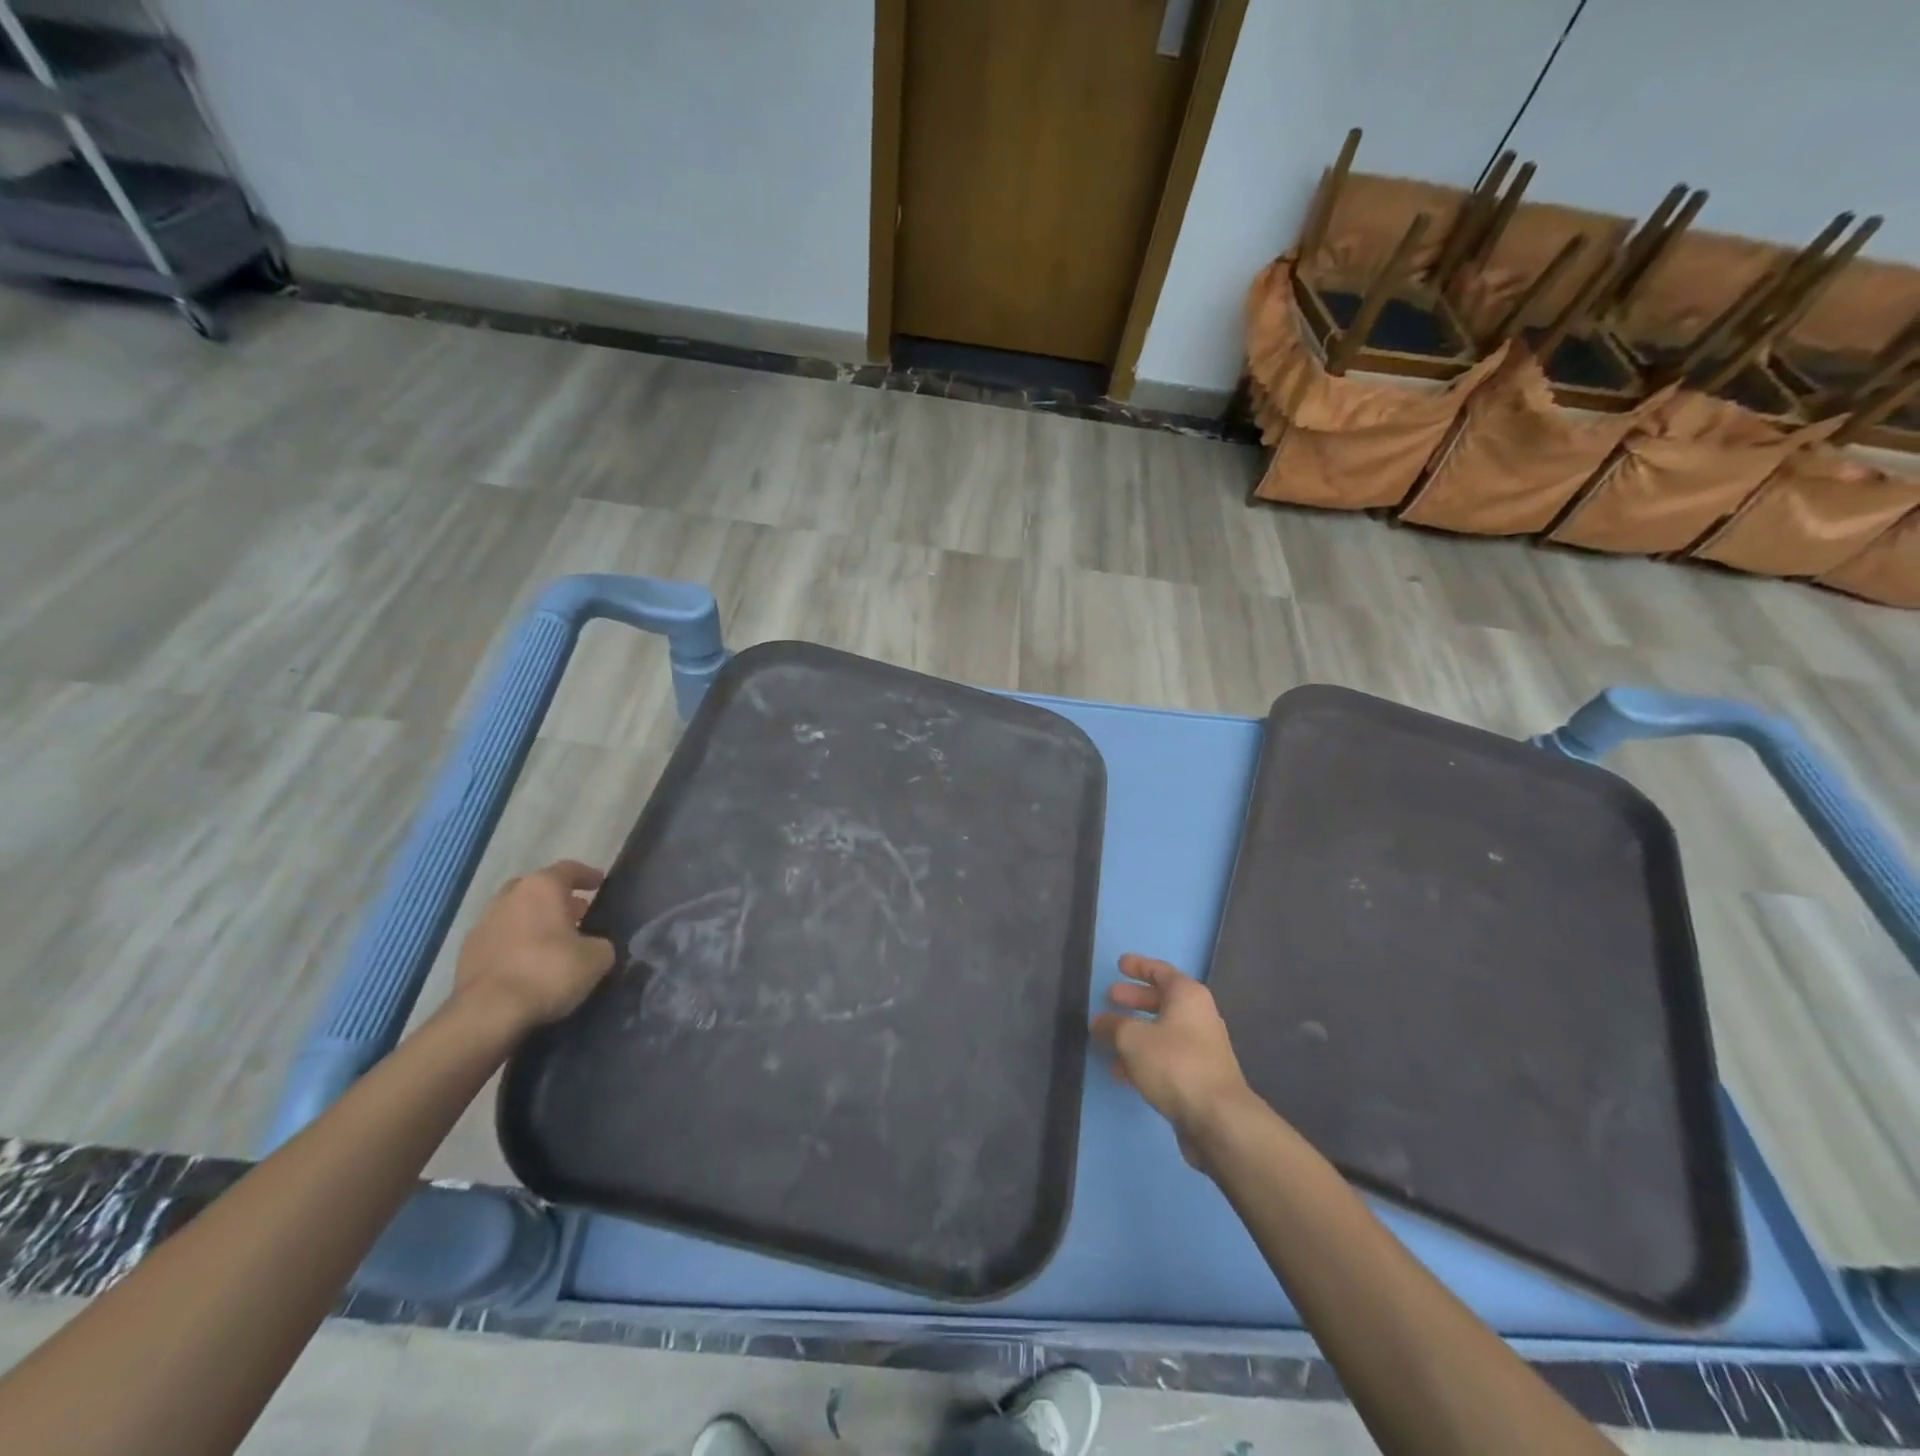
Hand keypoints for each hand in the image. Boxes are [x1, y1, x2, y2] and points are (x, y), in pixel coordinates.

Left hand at [452, 860, 616, 1033]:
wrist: (488, 1013)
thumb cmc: (549, 972)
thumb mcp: (597, 958)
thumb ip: (600, 943)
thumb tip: (594, 945)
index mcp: (541, 888)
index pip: (568, 869)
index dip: (587, 875)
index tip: (599, 882)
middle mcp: (508, 897)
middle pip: (535, 888)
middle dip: (556, 898)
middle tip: (576, 912)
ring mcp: (483, 924)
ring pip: (514, 912)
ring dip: (533, 920)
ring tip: (553, 939)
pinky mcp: (466, 953)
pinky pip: (499, 937)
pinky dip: (515, 942)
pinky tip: (528, 961)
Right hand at [1092, 954, 1253, 1159]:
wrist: (1218, 1119)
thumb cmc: (1174, 1064)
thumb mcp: (1132, 1039)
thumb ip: (1112, 1026)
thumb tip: (1099, 1021)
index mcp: (1187, 996)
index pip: (1160, 970)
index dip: (1138, 966)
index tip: (1119, 964)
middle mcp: (1198, 1016)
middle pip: (1162, 1000)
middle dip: (1134, 999)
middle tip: (1109, 997)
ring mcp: (1201, 1048)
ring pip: (1162, 1030)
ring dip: (1135, 1031)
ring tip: (1107, 1036)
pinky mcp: (1199, 1076)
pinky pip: (1165, 1056)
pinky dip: (1144, 1057)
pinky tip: (1121, 1071)